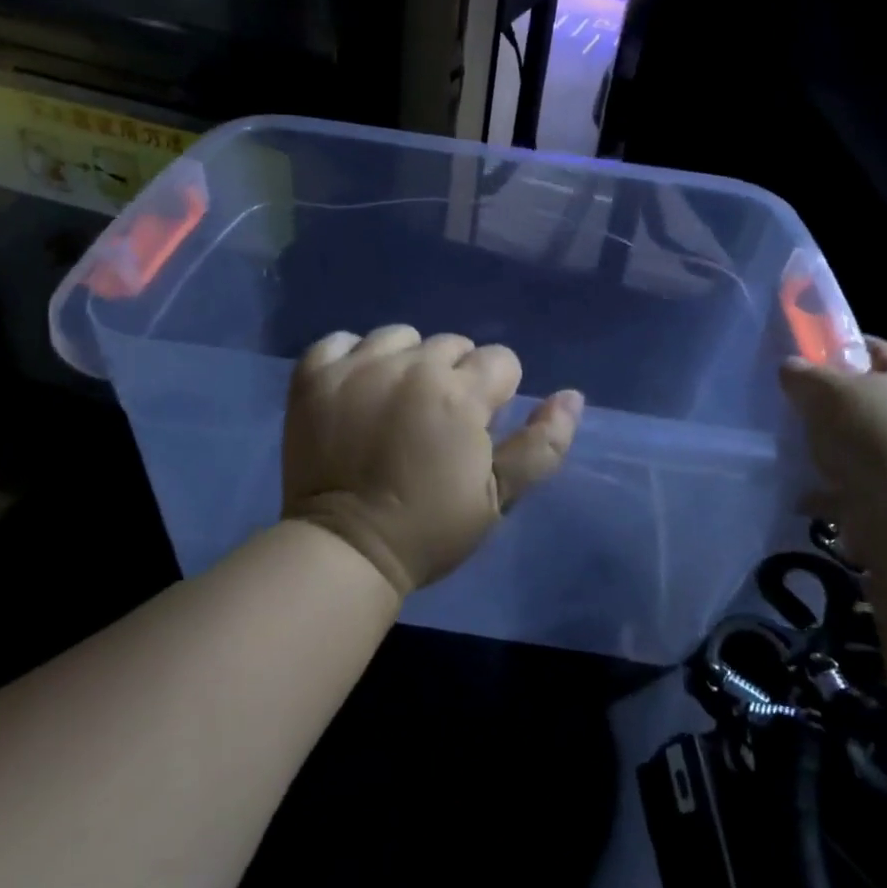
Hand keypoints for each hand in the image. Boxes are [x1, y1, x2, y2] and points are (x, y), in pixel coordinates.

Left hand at [282, 326, 583, 597]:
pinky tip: (353, 388)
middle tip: (436, 421)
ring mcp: (358, 366)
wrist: (344, 550)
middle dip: (455, 376)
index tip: (478, 426)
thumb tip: (572, 395)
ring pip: (400, 337)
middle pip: (452, 344)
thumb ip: (542, 445)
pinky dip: (350, 357)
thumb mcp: (497, 497)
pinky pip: (340, 341)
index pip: (500, 360)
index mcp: (461, 393)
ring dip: (406, 361)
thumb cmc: (429, 528)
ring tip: (395, 402)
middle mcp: (412, 366)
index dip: (497, 393)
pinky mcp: (314, 375)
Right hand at [779, 336, 886, 565]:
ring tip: (794, 451)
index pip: (880, 350)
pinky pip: (857, 490)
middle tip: (794, 405)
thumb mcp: (827, 392)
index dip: (846, 347)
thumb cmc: (876, 439)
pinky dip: (830, 494)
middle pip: (869, 401)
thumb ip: (804, 375)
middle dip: (832, 404)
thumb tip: (792, 368)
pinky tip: (803, 497)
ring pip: (862, 447)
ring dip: (831, 450)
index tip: (808, 354)